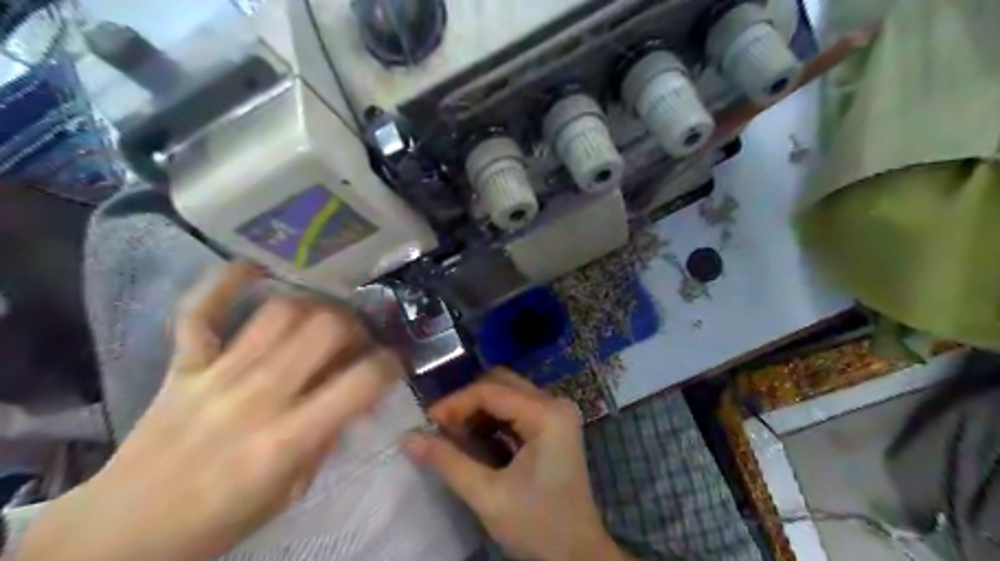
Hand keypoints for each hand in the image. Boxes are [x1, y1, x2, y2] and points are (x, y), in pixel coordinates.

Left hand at [16, 265, 400, 559]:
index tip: (393, 364)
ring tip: (322, 321)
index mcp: (287, 439)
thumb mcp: (292, 490)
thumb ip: (329, 436)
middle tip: (357, 341)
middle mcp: (258, 396)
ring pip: (280, 311)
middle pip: (325, 328)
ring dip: (314, 308)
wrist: (123, 532)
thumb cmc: (219, 518)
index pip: (361, 381)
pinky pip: (199, 309)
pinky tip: (253, 269)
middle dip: (356, 327)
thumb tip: (359, 396)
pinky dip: (225, 282)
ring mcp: (216, 374)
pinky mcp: (183, 364)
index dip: (390, 364)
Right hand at [401, 371, 627, 560]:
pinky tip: (475, 439)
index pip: (492, 391)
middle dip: (467, 402)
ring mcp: (556, 413)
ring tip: (453, 435)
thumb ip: (448, 463)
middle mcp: (555, 404)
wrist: (577, 554)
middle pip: (501, 383)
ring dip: (477, 409)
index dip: (455, 403)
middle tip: (441, 428)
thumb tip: (408, 438)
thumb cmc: (538, 526)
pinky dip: (492, 419)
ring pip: (507, 392)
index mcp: (547, 415)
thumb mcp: (488, 496)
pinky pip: (515, 408)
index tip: (427, 422)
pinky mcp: (553, 425)